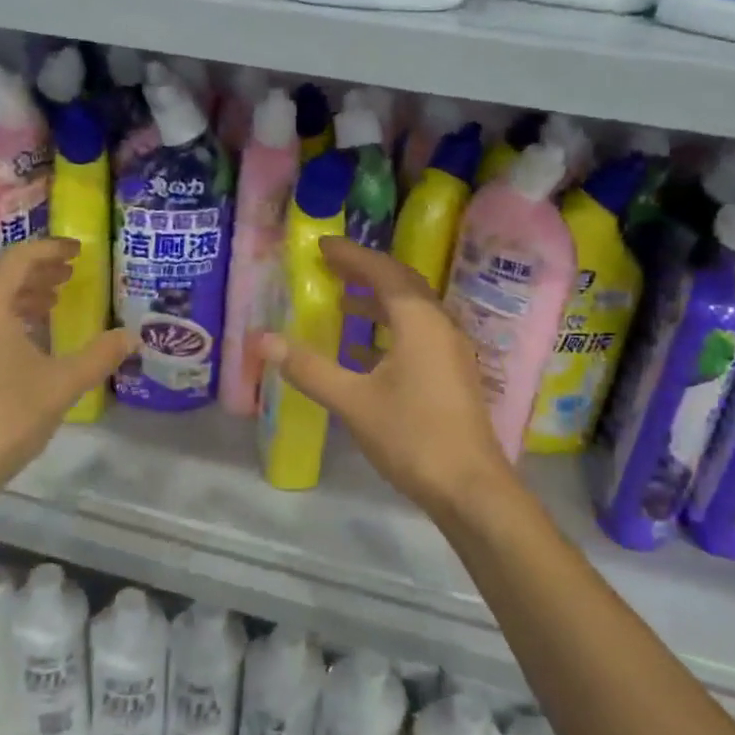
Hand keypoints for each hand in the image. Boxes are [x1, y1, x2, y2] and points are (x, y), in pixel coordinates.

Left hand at [0, 238, 133, 505]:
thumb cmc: (6, 416)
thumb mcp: (62, 383)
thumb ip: (100, 355)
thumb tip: (133, 336)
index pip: (19, 259)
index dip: (51, 248)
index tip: (79, 250)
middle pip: (4, 276)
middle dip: (40, 270)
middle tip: (73, 271)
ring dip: (26, 294)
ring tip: (57, 299)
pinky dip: (14, 317)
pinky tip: (35, 337)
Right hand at [258, 237, 521, 526]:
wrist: (470, 488)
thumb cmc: (412, 437)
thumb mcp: (353, 402)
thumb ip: (309, 368)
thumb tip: (264, 339)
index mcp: (419, 322)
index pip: (384, 273)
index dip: (352, 256)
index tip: (321, 246)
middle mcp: (439, 327)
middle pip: (402, 285)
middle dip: (365, 272)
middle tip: (330, 267)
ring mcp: (450, 351)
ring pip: (411, 311)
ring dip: (378, 301)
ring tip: (342, 303)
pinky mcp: (451, 374)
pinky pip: (417, 334)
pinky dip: (388, 328)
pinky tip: (364, 349)